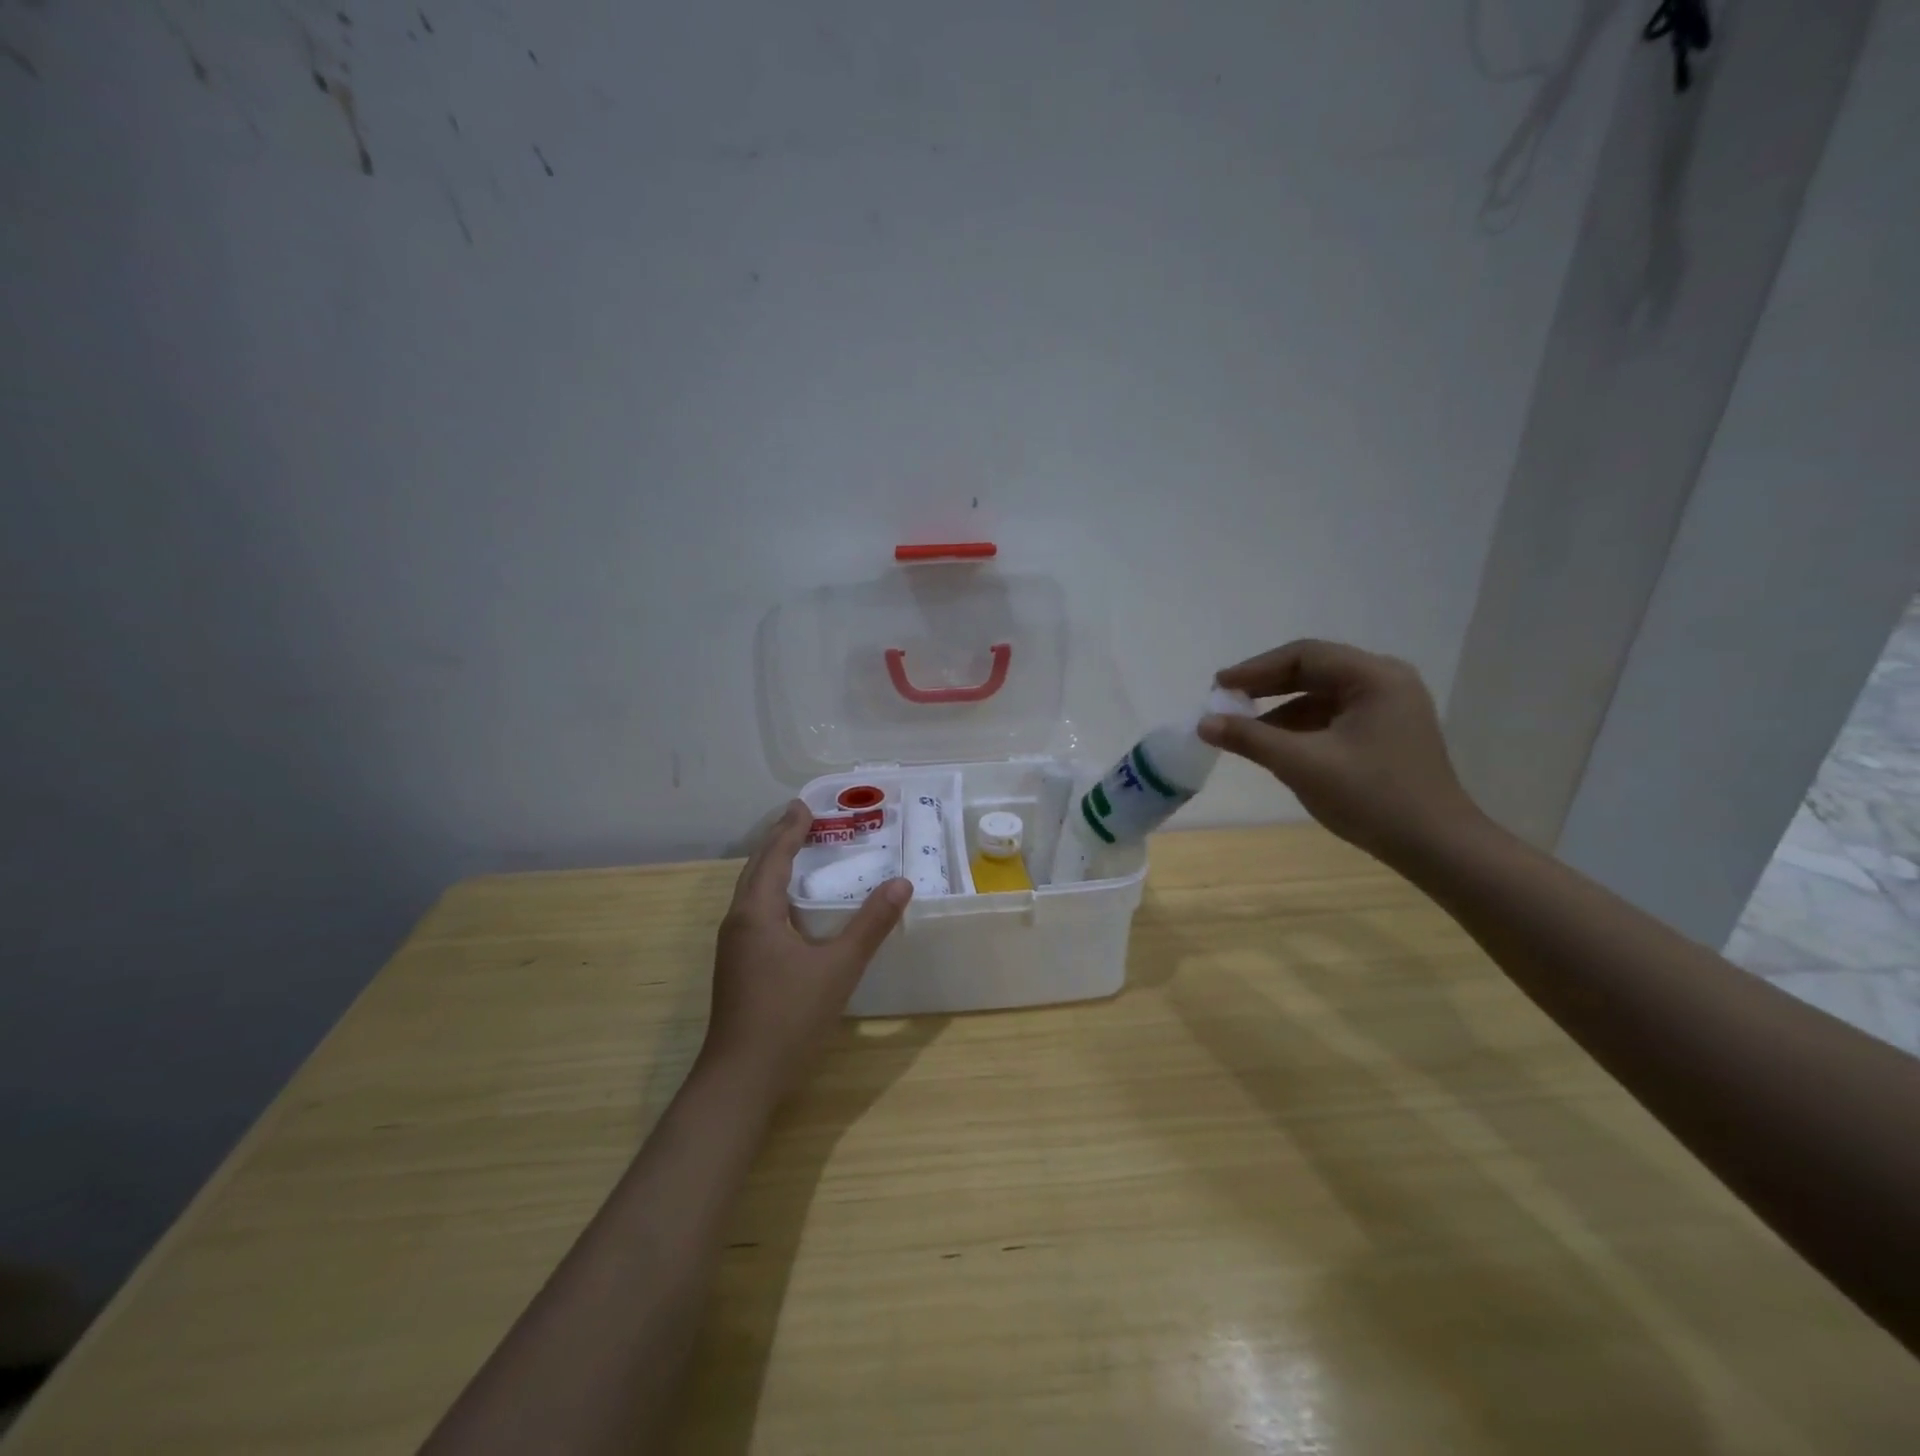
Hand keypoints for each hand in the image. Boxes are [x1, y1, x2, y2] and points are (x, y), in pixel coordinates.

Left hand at [701, 800, 912, 1100]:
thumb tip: (902, 884)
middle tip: (803, 819)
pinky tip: (790, 908)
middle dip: (778, 841)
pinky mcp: (737, 966)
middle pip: (756, 868)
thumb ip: (871, 924)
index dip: (790, 829)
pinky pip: (754, 912)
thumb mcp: (839, 968)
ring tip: (797, 853)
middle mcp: (738, 921)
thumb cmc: (789, 1016)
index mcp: (757, 912)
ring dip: (772, 866)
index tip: (804, 804)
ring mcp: (733, 946)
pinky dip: (772, 892)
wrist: (741, 1077)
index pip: (774, 856)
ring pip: (751, 892)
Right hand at [1199, 639, 1483, 863]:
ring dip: (1281, 708)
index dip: (1256, 669)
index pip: (1304, 655)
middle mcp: (1386, 682)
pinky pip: (1334, 716)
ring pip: (1322, 695)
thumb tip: (1204, 722)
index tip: (1219, 686)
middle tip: (1225, 700)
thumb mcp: (1302, 765)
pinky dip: (1301, 726)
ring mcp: (1390, 707)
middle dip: (1266, 686)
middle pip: (1314, 670)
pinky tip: (1276, 745)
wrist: (1437, 847)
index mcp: (1374, 677)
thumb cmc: (1372, 798)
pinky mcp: (1387, 732)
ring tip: (1243, 727)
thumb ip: (1250, 738)